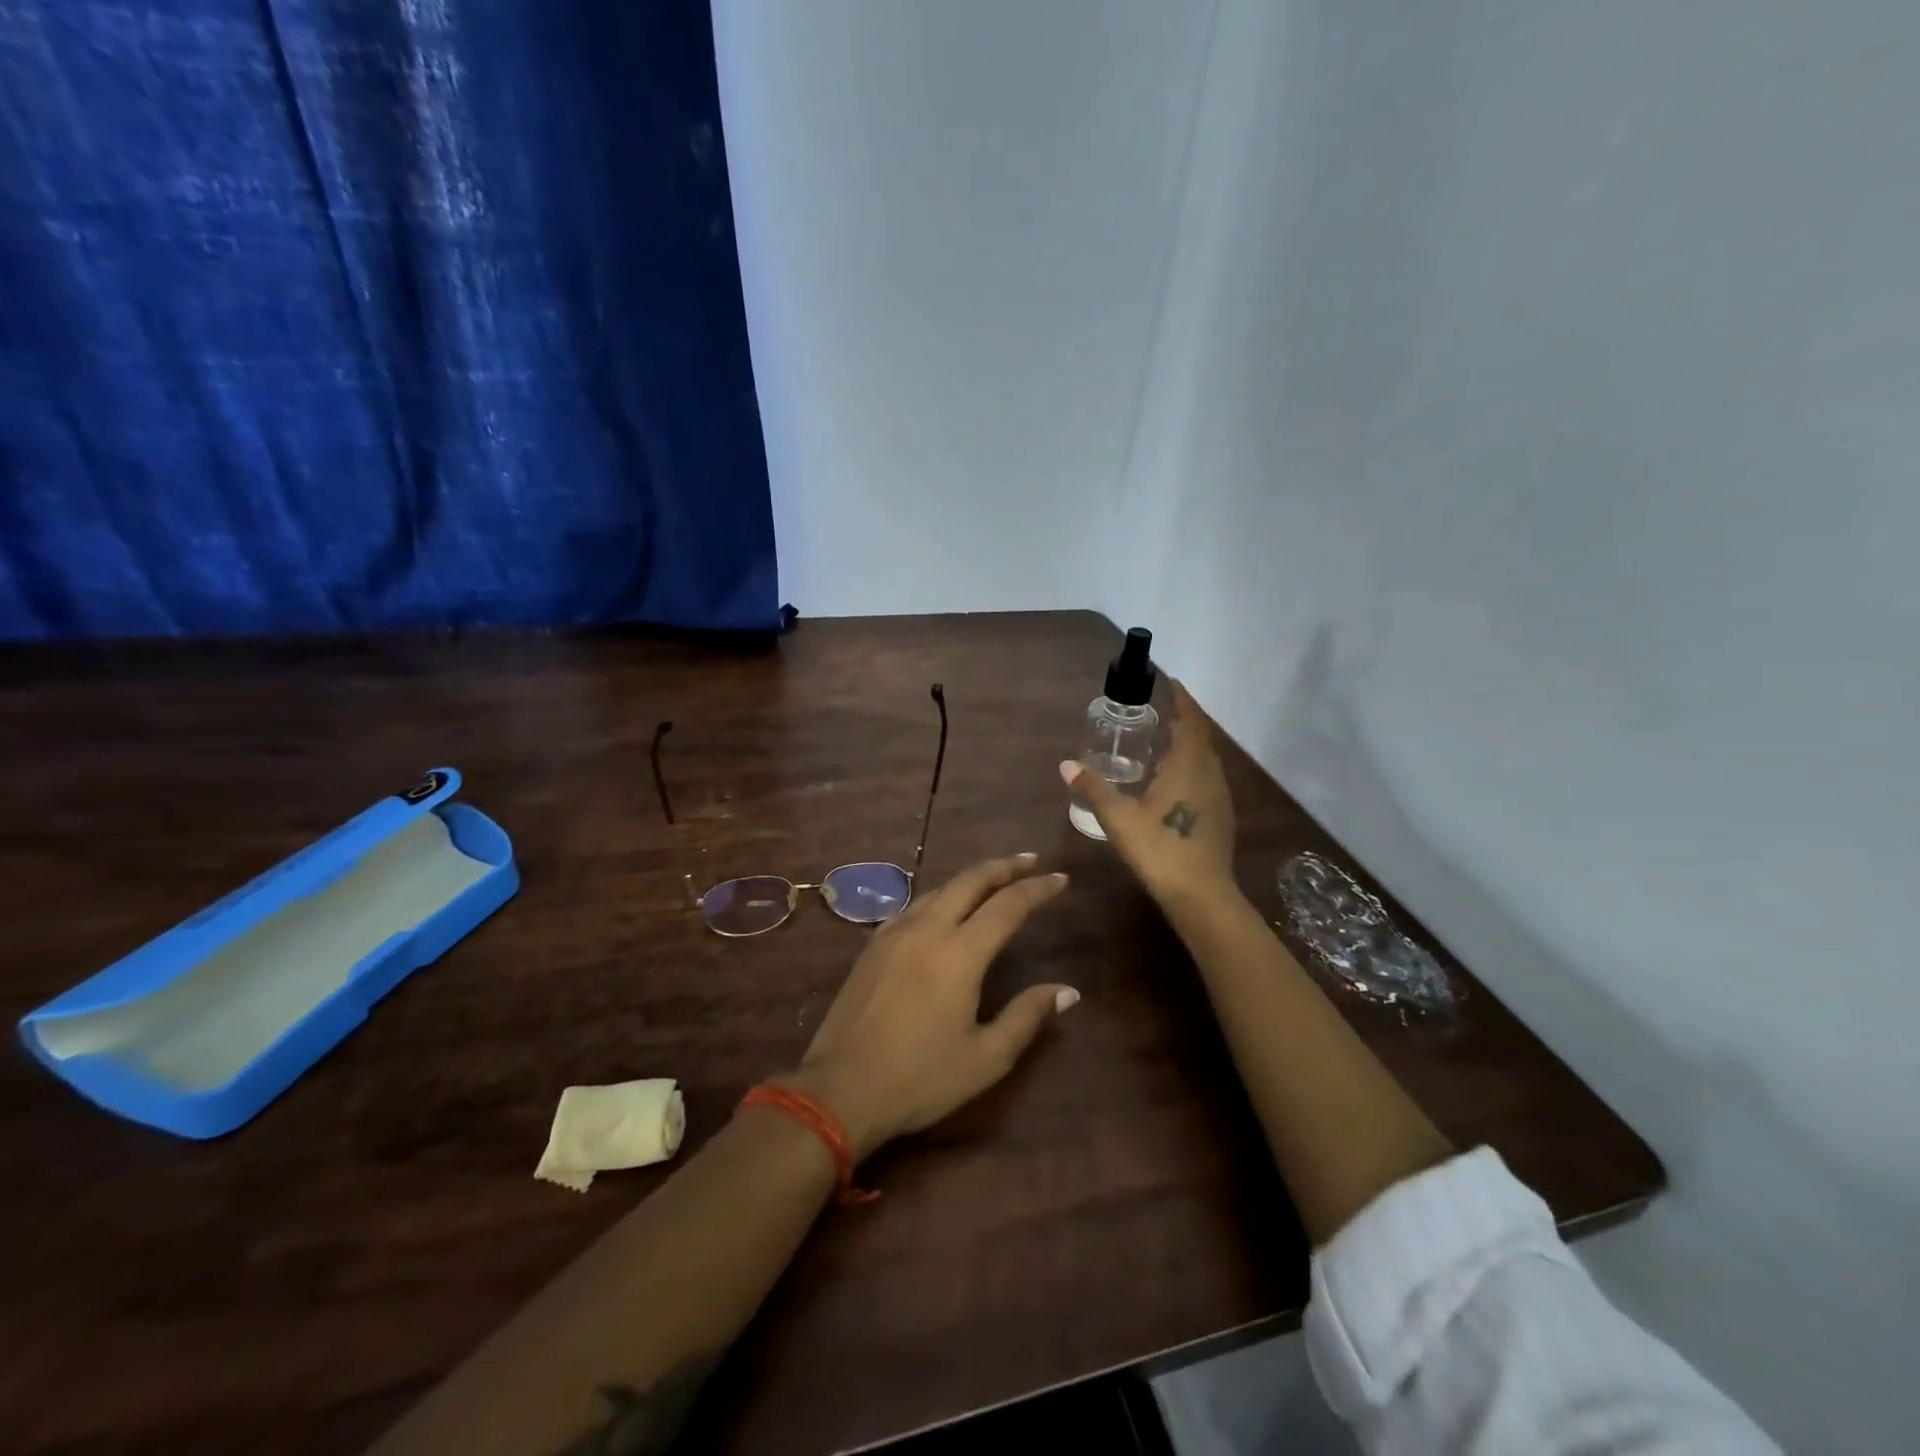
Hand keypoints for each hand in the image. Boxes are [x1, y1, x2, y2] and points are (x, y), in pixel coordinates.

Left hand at [784, 855, 1077, 1160]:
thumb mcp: (986, 1058)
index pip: (1007, 905)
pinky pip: (914, 906)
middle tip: (1030, 861)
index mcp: (959, 954)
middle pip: (970, 881)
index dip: (1037, 889)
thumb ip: (1027, 1016)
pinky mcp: (873, 945)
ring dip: (971, 878)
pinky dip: (940, 897)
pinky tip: (945, 908)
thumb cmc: (920, 1078)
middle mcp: (927, 930)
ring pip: (939, 889)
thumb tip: (1067, 991)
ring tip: (993, 879)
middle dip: (1003, 867)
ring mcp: (894, 933)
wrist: (840, 1089)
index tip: (1061, 878)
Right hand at [1061, 680, 1236, 909]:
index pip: (1189, 720)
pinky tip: (1172, 779)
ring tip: (1163, 738)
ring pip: (1205, 758)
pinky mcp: (1220, 816)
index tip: (1168, 680)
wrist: (1202, 895)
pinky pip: (1206, 776)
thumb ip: (1094, 789)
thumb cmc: (1160, 849)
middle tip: (1159, 708)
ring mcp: (1219, 796)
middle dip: (1183, 718)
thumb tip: (1066, 765)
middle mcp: (1209, 774)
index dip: (1180, 698)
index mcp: (1189, 766)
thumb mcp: (1119, 818)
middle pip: (1200, 736)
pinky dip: (1191, 765)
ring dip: (1188, 742)